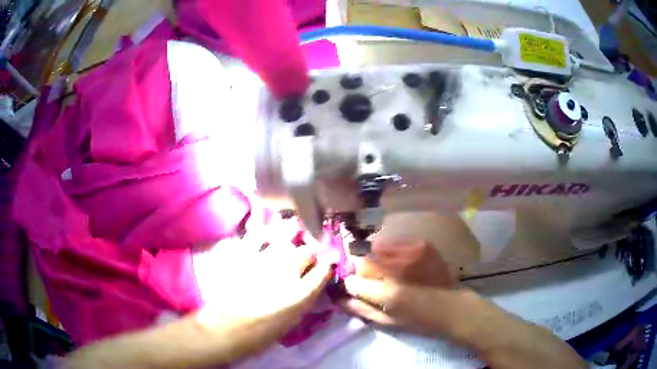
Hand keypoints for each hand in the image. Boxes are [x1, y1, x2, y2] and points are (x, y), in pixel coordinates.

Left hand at [197, 242, 332, 358]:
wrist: (224, 329)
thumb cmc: (260, 334)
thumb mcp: (291, 320)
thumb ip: (304, 298)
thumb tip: (311, 282)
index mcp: (301, 293)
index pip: (324, 270)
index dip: (325, 268)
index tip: (322, 269)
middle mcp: (287, 271)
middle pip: (306, 251)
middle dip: (308, 256)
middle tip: (302, 263)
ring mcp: (263, 259)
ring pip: (284, 241)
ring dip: (288, 245)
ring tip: (283, 251)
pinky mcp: (243, 254)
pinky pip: (257, 237)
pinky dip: (263, 238)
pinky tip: (262, 242)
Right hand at [340, 241, 454, 335]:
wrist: (450, 306)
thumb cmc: (418, 320)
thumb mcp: (387, 322)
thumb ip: (361, 309)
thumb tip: (338, 299)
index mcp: (387, 293)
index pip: (353, 281)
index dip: (353, 285)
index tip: (358, 288)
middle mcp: (397, 270)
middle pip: (363, 262)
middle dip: (363, 271)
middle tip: (375, 279)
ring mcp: (411, 254)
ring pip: (377, 248)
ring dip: (377, 259)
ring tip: (389, 270)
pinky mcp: (421, 245)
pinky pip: (394, 243)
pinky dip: (391, 250)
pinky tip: (400, 262)